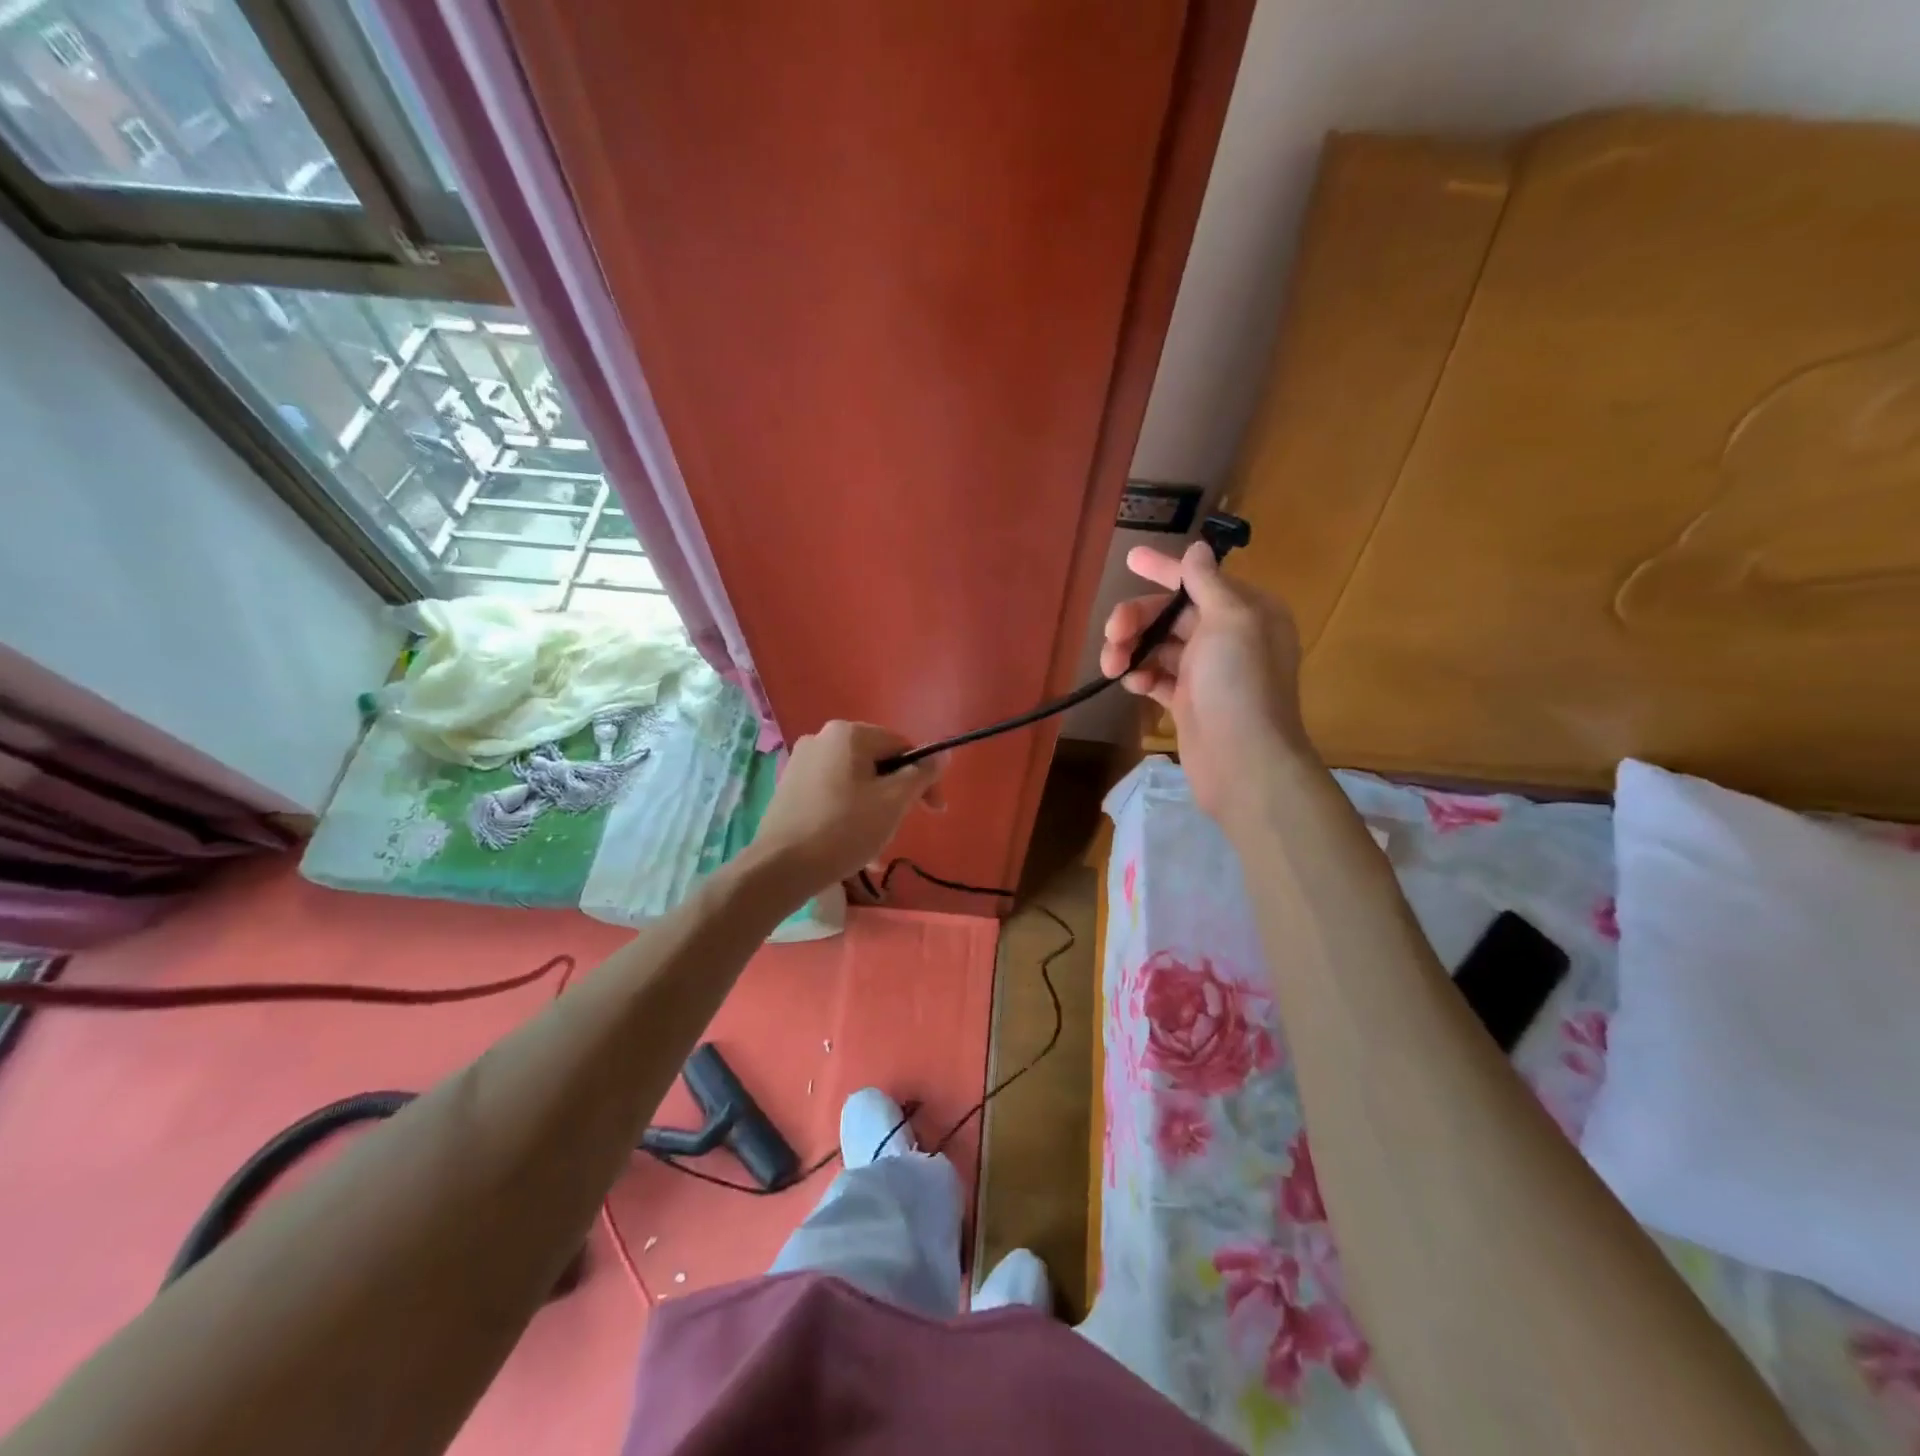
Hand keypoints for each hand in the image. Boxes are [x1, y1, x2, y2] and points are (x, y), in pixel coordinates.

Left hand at [748, 722, 944, 893]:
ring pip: (855, 781)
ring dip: (874, 808)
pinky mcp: (789, 787)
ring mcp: (801, 762)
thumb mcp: (893, 802)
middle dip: (896, 794)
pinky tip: (852, 844)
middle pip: (877, 762)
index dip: (924, 777)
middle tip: (902, 827)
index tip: (933, 811)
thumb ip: (921, 774)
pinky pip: (832, 793)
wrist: (780, 867)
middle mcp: (821, 737)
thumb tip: (943, 754)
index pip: (902, 747)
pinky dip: (849, 812)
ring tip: (876, 846)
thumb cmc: (844, 829)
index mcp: (849, 733)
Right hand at [1100, 541, 1311, 824]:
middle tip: (1111, 634)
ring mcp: (1207, 672)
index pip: (1198, 579)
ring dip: (1131, 649)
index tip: (1129, 558)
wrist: (1243, 761)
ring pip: (1158, 645)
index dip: (1163, 568)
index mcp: (1246, 611)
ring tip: (1112, 667)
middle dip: (1136, 619)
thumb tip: (1197, 549)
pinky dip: (1140, 676)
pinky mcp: (1189, 701)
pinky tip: (1130, 684)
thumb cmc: (1239, 684)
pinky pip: (1156, 677)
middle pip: (1170, 614)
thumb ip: (1208, 583)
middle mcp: (1229, 637)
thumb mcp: (1229, 620)